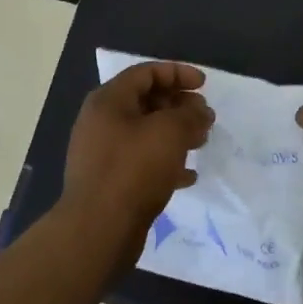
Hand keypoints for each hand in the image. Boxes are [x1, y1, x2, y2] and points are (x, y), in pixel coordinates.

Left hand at [60, 61, 213, 246]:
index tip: (204, 85)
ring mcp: (103, 154)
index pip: (146, 72)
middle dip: (179, 105)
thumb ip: (190, 114)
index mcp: (109, 101)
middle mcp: (102, 122)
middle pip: (146, 102)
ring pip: (146, 133)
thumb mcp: (170, 132)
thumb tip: (200, 110)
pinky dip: (166, 162)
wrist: (98, 230)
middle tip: (205, 116)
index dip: (178, 73)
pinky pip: (142, 162)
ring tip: (201, 142)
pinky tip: (188, 175)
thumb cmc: (134, 169)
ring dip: (176, 133)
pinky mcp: (110, 182)